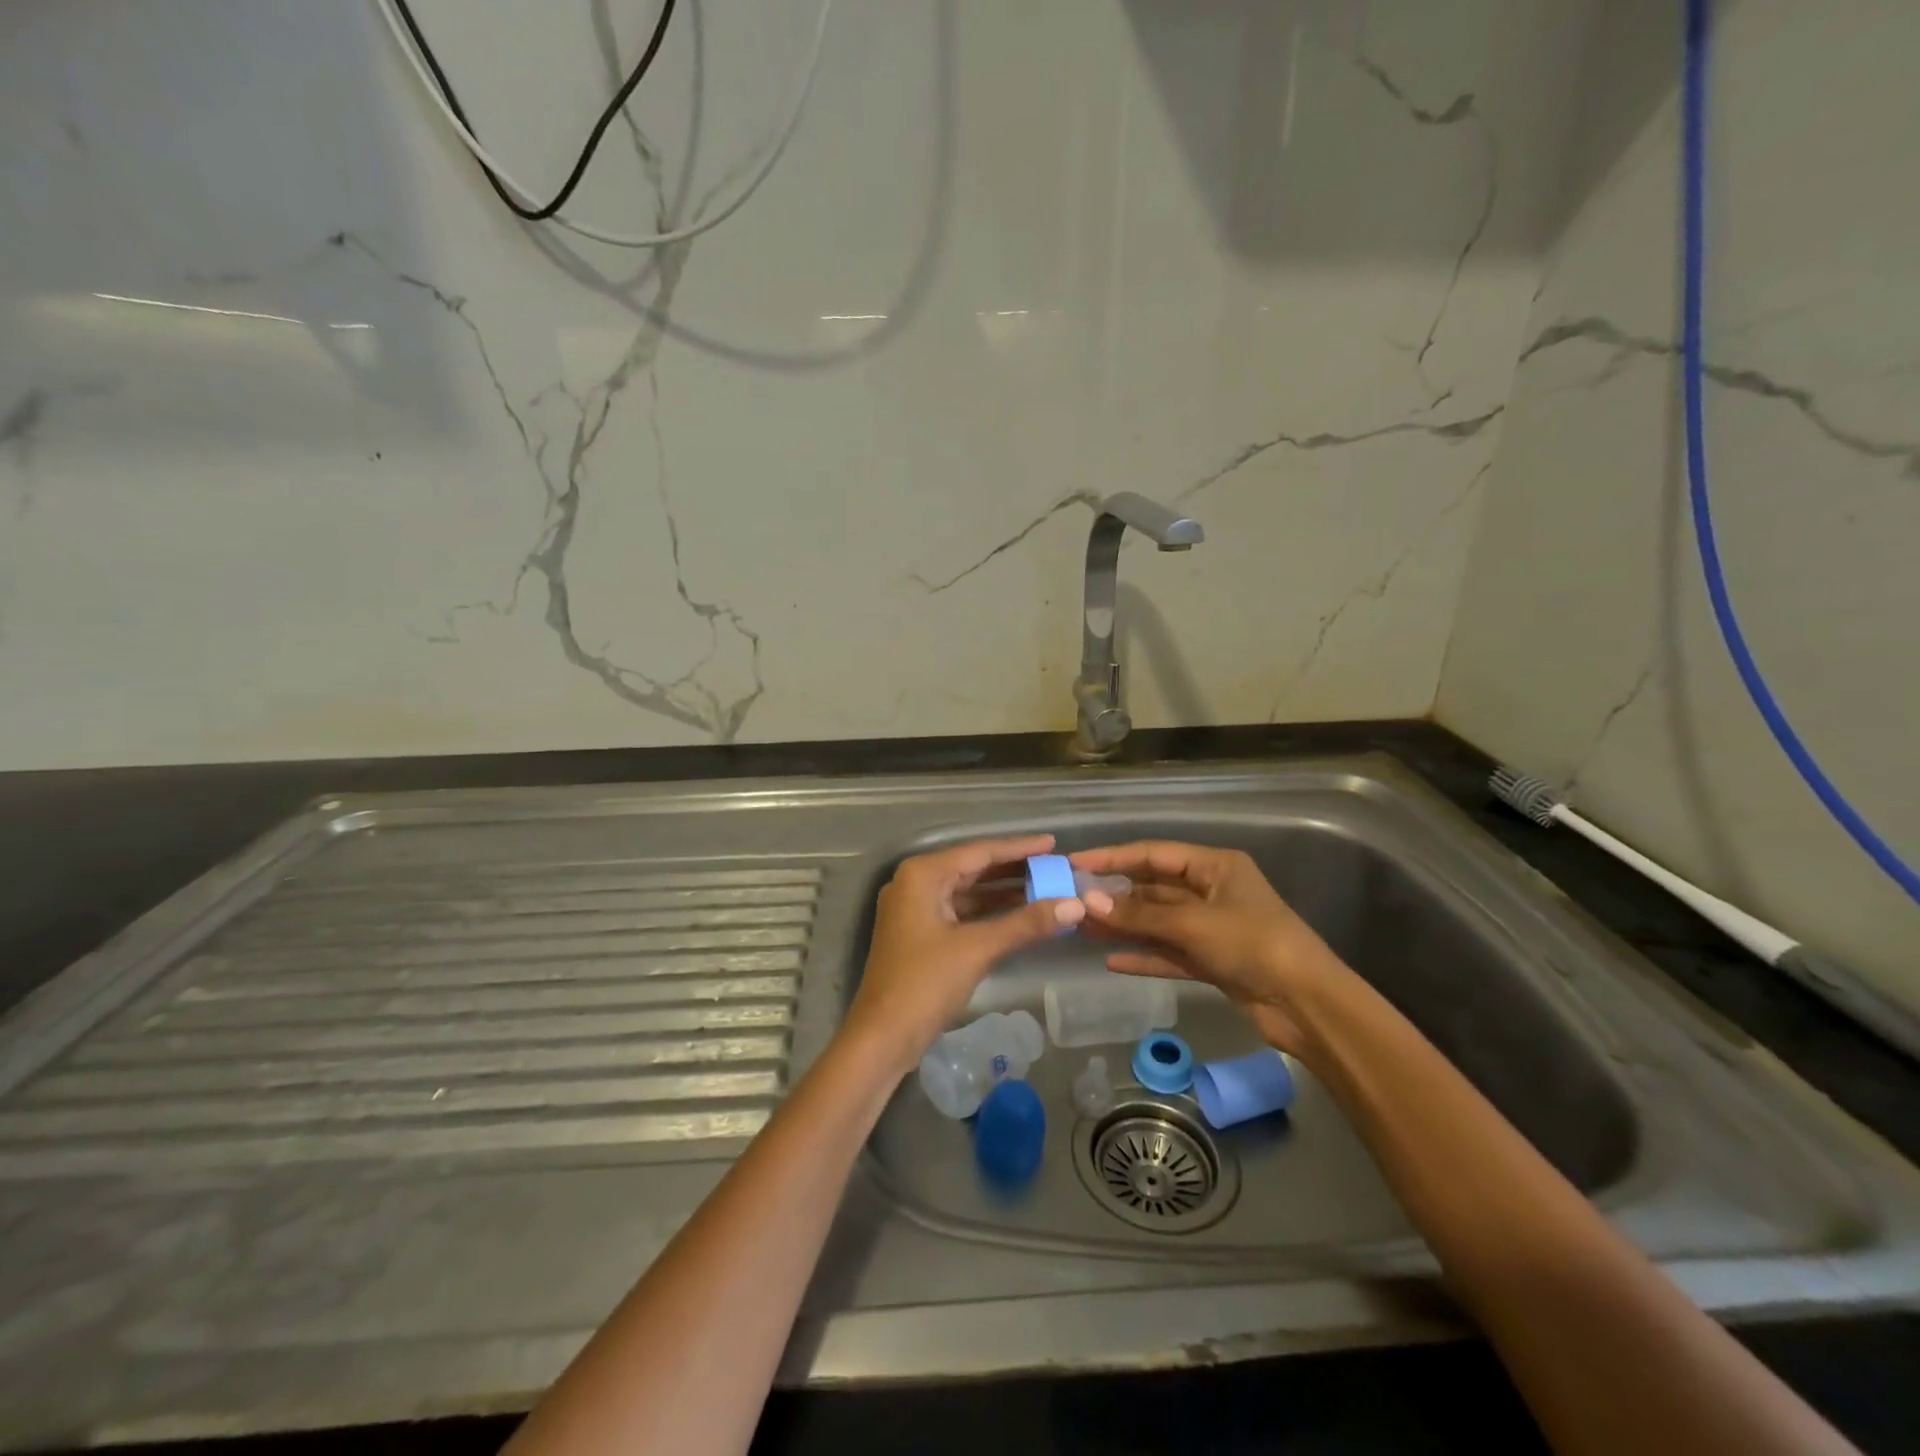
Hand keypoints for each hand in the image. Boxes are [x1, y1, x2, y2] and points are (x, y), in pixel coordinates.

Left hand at [844, 835, 1085, 1073]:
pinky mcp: (920, 934)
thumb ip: (1026, 923)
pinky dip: (989, 913)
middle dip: (1014, 870)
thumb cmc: (925, 983)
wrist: (882, 1037)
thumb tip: (1075, 905)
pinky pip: (961, 913)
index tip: (1053, 844)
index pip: (979, 852)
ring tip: (1046, 889)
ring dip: (1004, 893)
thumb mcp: (978, 948)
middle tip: (1054, 867)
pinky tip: (1020, 916)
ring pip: (967, 892)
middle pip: (973, 869)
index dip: (1019, 848)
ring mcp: (915, 910)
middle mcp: (915, 883)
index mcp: (922, 875)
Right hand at [1070, 841, 1353, 1058]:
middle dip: (1115, 895)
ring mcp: (1212, 928)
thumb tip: (1088, 901)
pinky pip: (1169, 953)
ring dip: (1124, 925)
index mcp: (1215, 867)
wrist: (1307, 1004)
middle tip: (1072, 901)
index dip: (1113, 857)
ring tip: (1082, 928)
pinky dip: (1144, 955)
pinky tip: (1111, 960)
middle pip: (1154, 888)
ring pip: (1158, 922)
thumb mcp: (1194, 924)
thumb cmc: (1254, 944)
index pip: (1153, 854)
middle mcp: (1212, 891)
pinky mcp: (1213, 961)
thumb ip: (1140, 913)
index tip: (1075, 864)